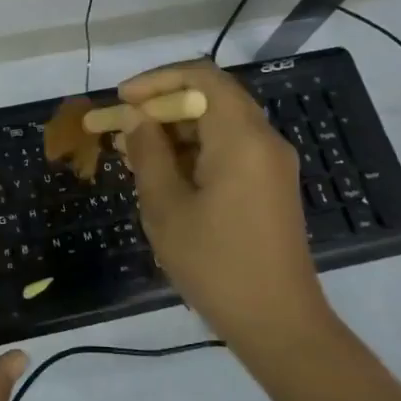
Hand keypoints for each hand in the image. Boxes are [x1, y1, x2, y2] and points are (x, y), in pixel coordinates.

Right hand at [118, 59, 330, 340]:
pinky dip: (195, 152)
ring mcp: (271, 164)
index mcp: (241, 138)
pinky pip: (230, 150)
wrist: (278, 324)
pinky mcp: (270, 186)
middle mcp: (264, 140)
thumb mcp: (167, 208)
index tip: (123, 100)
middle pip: (211, 97)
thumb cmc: (215, 264)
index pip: (201, 76)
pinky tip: (163, 176)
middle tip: (122, 129)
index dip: (157, 80)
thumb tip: (136, 119)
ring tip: (134, 155)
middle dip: (162, 107)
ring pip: (218, 124)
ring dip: (176, 131)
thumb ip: (148, 154)